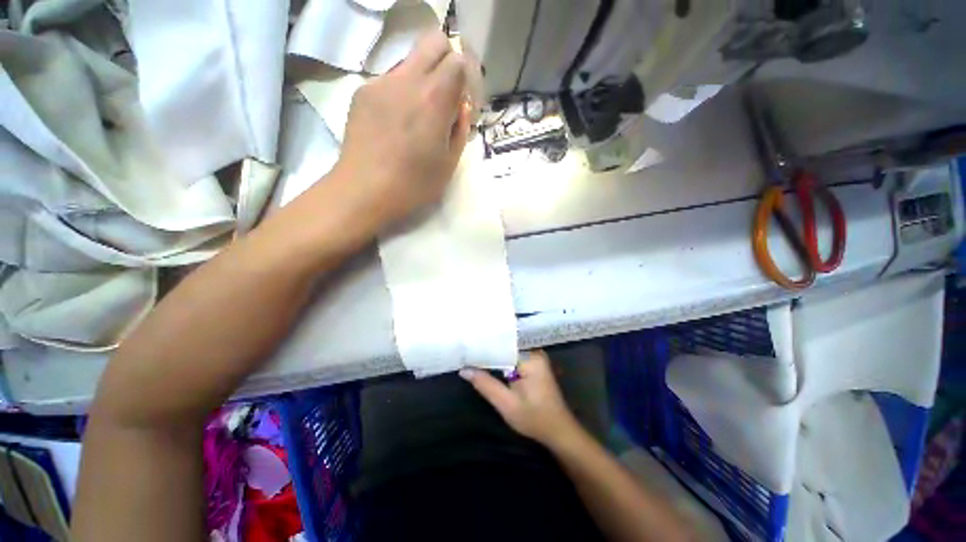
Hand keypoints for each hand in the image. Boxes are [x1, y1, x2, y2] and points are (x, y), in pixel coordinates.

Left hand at [336, 31, 472, 226]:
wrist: (364, 190)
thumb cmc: (414, 184)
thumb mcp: (449, 163)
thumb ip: (460, 129)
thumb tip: (461, 106)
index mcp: (434, 99)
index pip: (458, 60)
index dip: (466, 77)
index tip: (463, 101)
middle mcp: (407, 80)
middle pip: (433, 41)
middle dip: (447, 61)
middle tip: (446, 94)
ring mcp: (381, 83)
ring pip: (410, 60)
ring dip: (422, 79)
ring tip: (417, 117)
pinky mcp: (363, 92)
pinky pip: (390, 80)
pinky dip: (401, 93)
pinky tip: (395, 123)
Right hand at [460, 351, 581, 447]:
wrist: (559, 431)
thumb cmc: (535, 418)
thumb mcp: (506, 404)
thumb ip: (485, 384)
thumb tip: (464, 369)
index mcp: (530, 357)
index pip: (502, 342)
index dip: (483, 343)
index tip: (466, 343)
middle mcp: (533, 352)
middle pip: (505, 344)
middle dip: (486, 347)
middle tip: (465, 347)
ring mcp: (534, 357)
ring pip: (508, 350)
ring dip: (492, 353)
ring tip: (471, 351)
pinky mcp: (533, 364)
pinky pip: (513, 356)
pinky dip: (500, 359)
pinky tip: (486, 362)